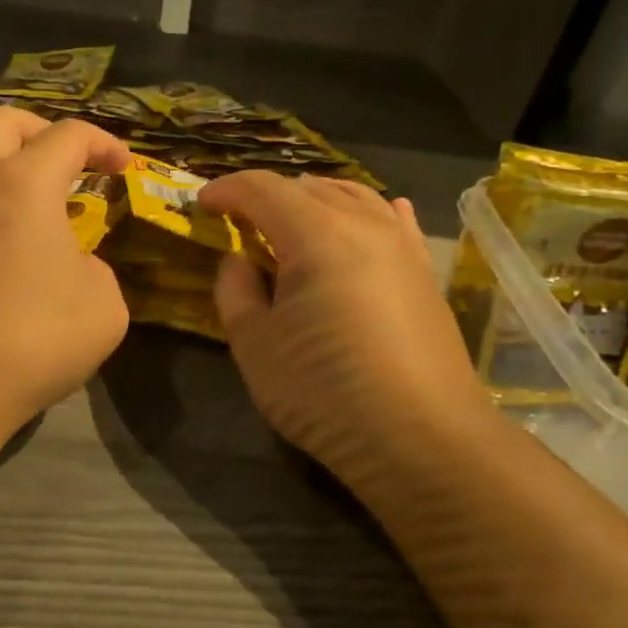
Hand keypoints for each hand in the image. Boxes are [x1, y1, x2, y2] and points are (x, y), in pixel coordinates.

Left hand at [0, 107, 131, 429]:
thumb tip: (71, 265)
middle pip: (4, 122)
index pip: (70, 135)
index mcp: (23, 184)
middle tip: (67, 164)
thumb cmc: (34, 340)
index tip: (122, 168)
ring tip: (24, 217)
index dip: (104, 143)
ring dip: (1, 174)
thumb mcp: (104, 306)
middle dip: (42, 132)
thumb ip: (95, 268)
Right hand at [198, 172, 497, 490]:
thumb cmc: (325, 392)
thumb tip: (241, 260)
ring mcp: (402, 245)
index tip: (202, 204)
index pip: (263, 189)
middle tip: (237, 219)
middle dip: (266, 194)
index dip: (227, 190)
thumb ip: (235, 290)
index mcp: (316, 234)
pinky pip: (392, 221)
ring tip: (288, 220)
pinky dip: (366, 211)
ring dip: (312, 199)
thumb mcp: (255, 345)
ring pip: (352, 196)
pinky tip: (370, 215)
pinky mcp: (425, 272)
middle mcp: (364, 224)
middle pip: (308, 186)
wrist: (424, 440)